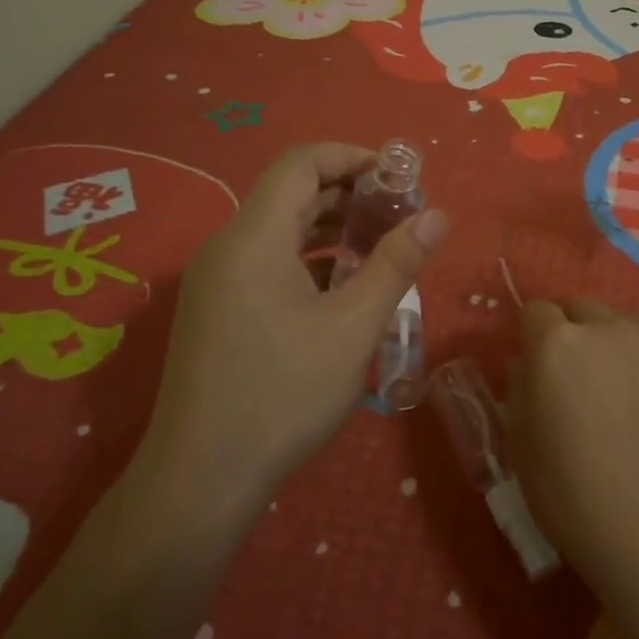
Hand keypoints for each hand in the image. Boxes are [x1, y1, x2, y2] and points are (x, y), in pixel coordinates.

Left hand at [143, 143, 448, 513]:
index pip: (301, 163)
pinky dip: (307, 259)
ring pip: (279, 230)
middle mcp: (227, 246)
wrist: (200, 480)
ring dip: (330, 228)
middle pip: (291, 193)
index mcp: (254, 237)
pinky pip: (266, 262)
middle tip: (400, 214)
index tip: (398, 178)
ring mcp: (216, 280)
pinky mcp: (216, 309)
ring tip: (380, 247)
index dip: (352, 157)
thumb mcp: (353, 328)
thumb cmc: (282, 395)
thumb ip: (396, 264)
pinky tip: (341, 288)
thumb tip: (438, 215)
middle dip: (349, 194)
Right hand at [508, 298, 638, 605]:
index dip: (530, 336)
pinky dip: (638, 364)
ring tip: (610, 392)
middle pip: (579, 308)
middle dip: (568, 330)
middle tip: (570, 378)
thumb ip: (520, 390)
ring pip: (617, 324)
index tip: (533, 368)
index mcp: (555, 343)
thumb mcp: (521, 446)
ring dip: (605, 342)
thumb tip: (529, 365)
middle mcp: (604, 328)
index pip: (535, 310)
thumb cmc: (574, 497)